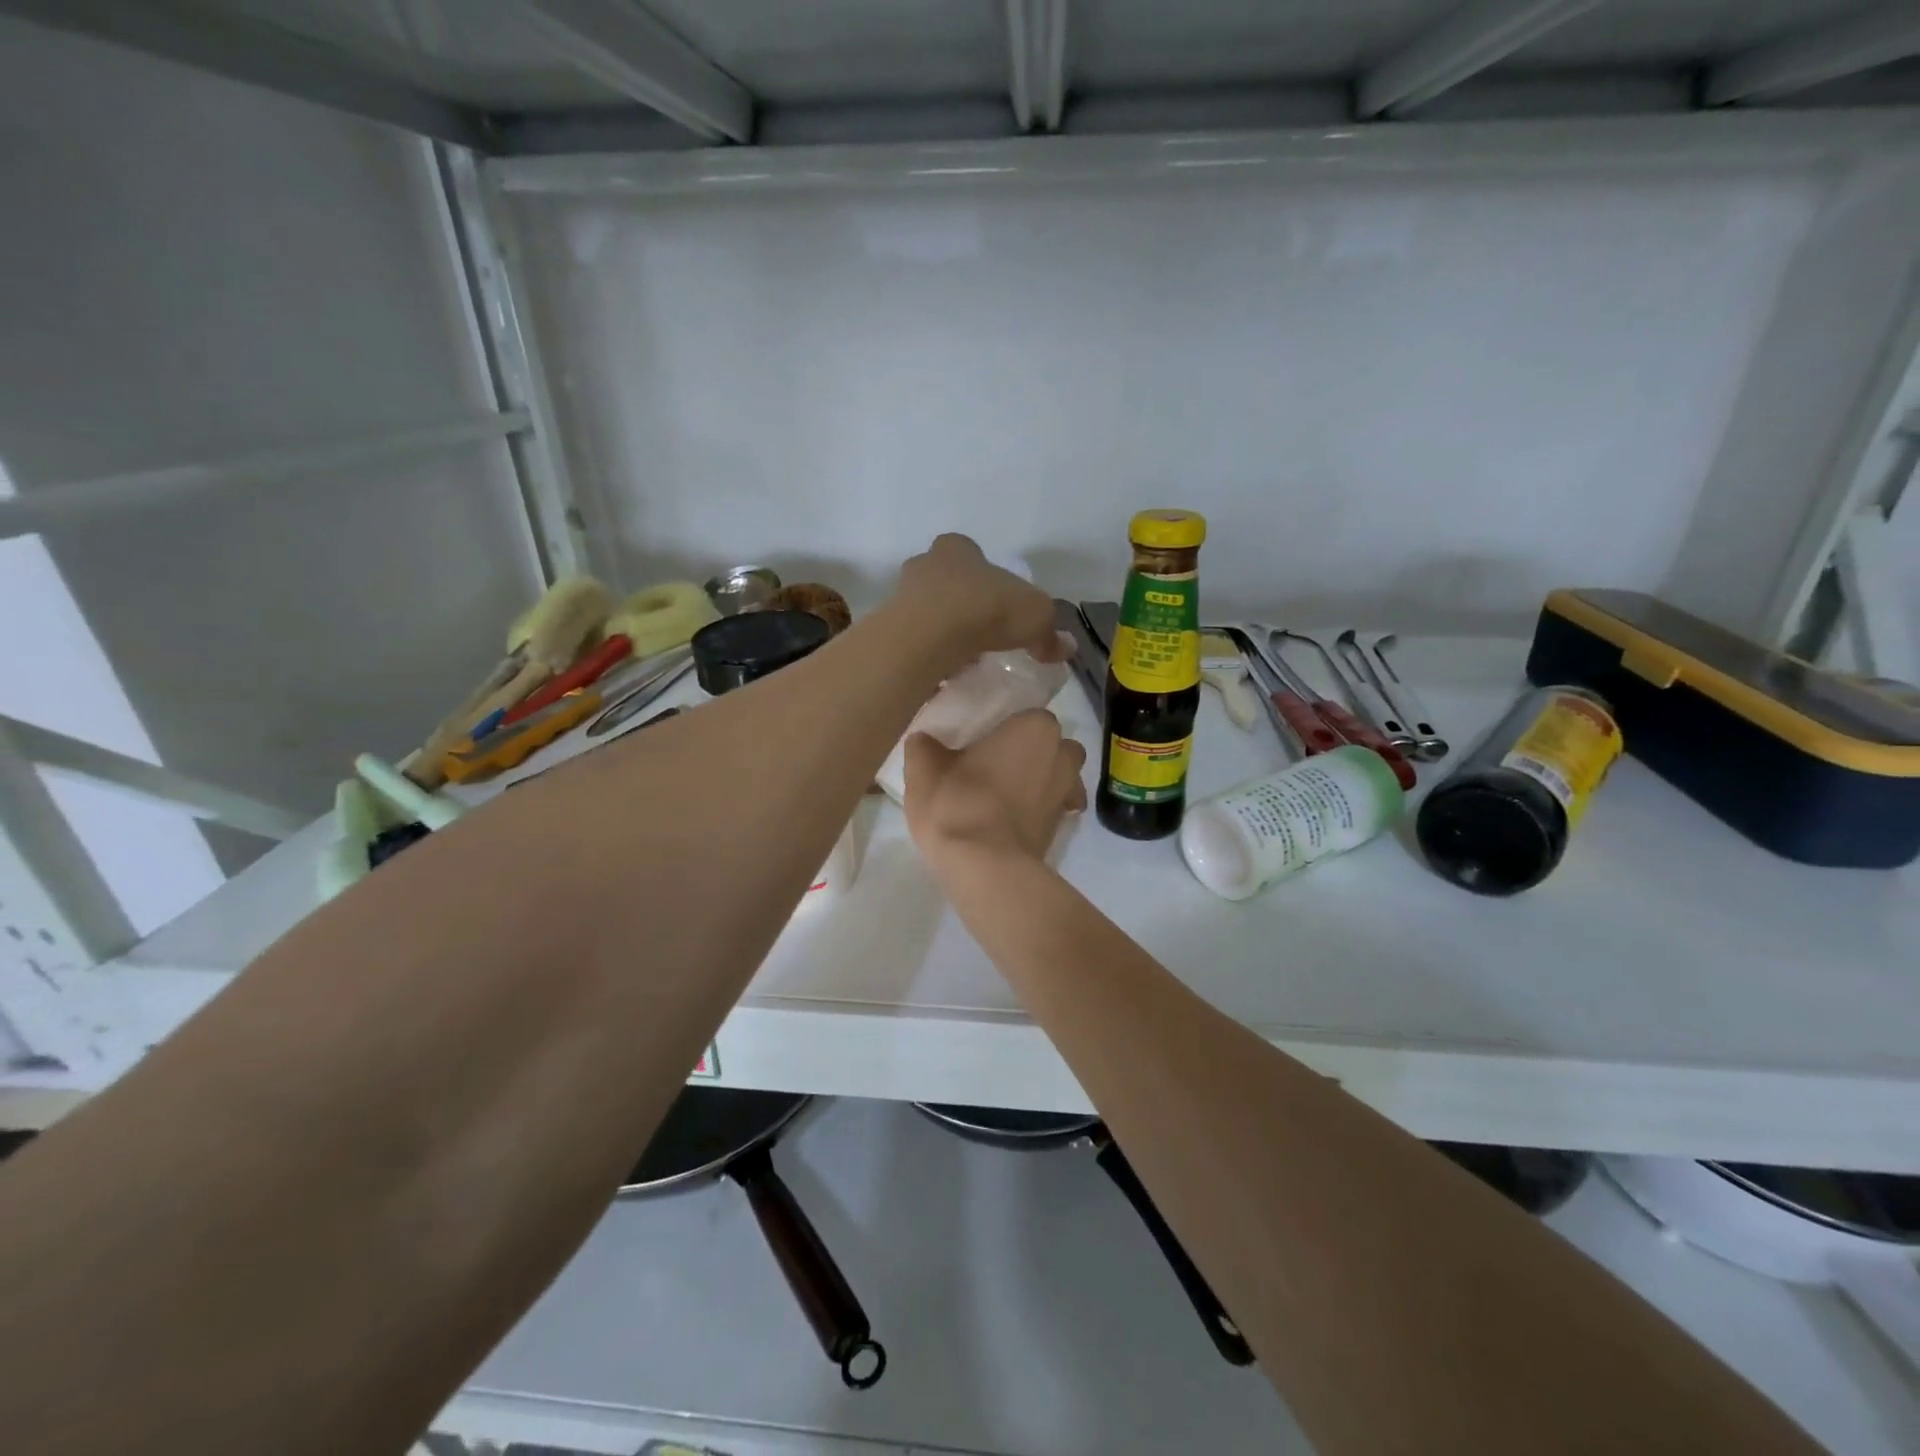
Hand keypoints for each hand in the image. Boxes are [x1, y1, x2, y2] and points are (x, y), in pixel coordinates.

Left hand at [895, 534, 1069, 667]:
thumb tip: (1065, 648)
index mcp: (958, 548)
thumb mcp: (1036, 616)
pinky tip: (943, 669)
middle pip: (944, 581)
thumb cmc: (986, 608)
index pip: (970, 553)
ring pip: (925, 610)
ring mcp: (900, 595)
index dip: (985, 576)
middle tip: (981, 631)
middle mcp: (924, 564)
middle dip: (960, 602)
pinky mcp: (888, 629)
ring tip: (963, 656)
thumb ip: (1049, 633)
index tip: (997, 602)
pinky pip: (913, 639)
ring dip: (941, 629)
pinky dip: (927, 652)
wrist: (930, 635)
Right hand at [904, 710, 1088, 869]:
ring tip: (1003, 795)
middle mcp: (1062, 755)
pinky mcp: (1063, 828)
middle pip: (1052, 746)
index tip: (981, 743)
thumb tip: (924, 741)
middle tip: (996, 766)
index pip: (1027, 715)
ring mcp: (1067, 793)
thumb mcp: (924, 768)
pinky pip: (1052, 809)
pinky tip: (1008, 822)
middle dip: (1033, 753)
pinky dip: (1036, 812)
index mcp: (1035, 727)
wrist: (985, 868)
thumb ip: (925, 746)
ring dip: (1039, 782)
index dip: (1005, 729)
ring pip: (1058, 778)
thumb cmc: (958, 803)